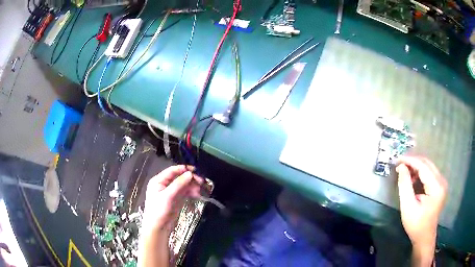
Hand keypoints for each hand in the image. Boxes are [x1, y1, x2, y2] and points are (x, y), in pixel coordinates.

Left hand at [142, 165, 202, 232]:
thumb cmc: (159, 210)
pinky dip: (191, 192)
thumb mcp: (168, 196)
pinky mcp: (176, 199)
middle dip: (190, 179)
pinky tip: (197, 194)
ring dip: (192, 186)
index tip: (195, 170)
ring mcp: (171, 192)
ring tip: (200, 190)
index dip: (184, 169)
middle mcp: (164, 184)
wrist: (158, 227)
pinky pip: (185, 192)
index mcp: (158, 181)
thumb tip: (190, 173)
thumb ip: (179, 184)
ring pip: (184, 185)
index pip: (172, 171)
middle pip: (179, 177)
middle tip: (201, 181)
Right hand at [396, 156, 446, 265]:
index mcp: (436, 187)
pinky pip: (430, 173)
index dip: (410, 160)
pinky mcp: (440, 185)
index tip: (398, 159)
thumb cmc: (416, 225)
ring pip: (428, 166)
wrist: (424, 236)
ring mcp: (442, 182)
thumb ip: (405, 185)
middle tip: (400, 164)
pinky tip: (413, 179)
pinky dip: (420, 172)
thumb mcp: (408, 207)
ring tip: (405, 173)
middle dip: (413, 162)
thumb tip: (401, 167)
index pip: (423, 166)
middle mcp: (441, 181)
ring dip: (416, 167)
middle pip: (427, 163)